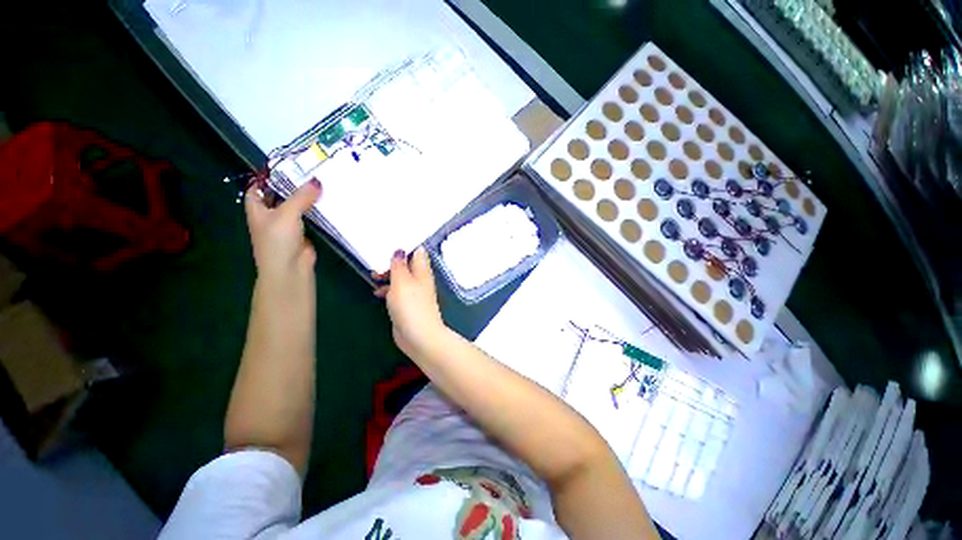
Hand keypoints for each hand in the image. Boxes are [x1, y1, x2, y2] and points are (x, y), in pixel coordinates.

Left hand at [244, 179, 321, 283]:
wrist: (291, 268)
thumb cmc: (278, 240)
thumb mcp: (286, 213)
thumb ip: (301, 197)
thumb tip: (317, 181)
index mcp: (258, 208)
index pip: (258, 186)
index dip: (268, 176)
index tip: (286, 165)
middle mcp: (271, 214)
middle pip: (280, 194)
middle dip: (293, 184)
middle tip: (310, 170)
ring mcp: (288, 223)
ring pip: (297, 205)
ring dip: (307, 197)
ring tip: (322, 182)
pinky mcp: (304, 231)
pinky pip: (310, 216)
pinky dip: (317, 210)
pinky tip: (327, 202)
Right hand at [373, 247, 447, 358]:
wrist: (418, 336)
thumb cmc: (410, 306)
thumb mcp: (401, 281)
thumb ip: (399, 265)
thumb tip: (399, 250)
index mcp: (422, 270)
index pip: (418, 251)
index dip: (406, 245)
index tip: (389, 241)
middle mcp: (419, 279)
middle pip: (407, 264)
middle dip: (392, 262)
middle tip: (376, 261)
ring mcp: (414, 292)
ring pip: (400, 278)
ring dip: (387, 275)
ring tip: (373, 275)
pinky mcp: (407, 304)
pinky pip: (397, 292)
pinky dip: (387, 289)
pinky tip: (377, 293)